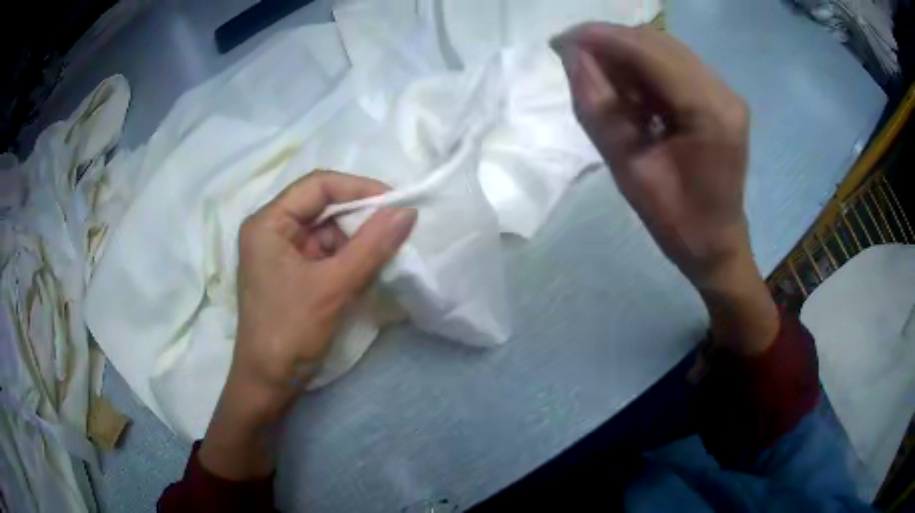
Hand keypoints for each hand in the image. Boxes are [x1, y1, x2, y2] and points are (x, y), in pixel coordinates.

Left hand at [200, 170, 415, 478]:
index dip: (359, 188)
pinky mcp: (294, 272)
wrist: (269, 383)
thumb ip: (372, 246)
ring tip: (386, 253)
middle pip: (323, 206)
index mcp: (268, 222)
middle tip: (397, 227)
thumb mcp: (333, 287)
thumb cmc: (290, 332)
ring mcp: (283, 252)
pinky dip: (350, 258)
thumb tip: (408, 211)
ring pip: (328, 230)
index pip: (318, 186)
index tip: (397, 202)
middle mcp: (272, 229)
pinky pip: (327, 252)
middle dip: (360, 217)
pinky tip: (368, 269)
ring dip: (358, 240)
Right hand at [553, 24, 777, 354]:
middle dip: (611, 43)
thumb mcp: (629, 172)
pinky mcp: (720, 97)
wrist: (717, 246)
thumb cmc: (677, 223)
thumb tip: (573, 58)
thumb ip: (599, 110)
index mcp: (709, 112)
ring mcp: (724, 92)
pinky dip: (644, 70)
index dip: (601, 38)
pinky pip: (674, 66)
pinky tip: (630, 94)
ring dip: (626, 56)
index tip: (559, 41)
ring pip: (665, 49)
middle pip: (658, 42)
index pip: (649, 52)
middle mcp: (722, 91)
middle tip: (574, 61)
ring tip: (601, 82)